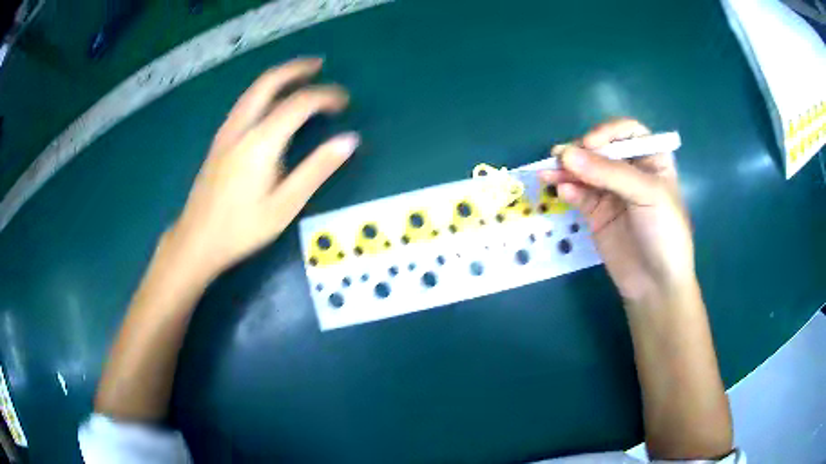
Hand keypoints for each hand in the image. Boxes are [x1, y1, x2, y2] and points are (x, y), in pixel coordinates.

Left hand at [167, 58, 359, 280]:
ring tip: (300, 76)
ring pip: (253, 90)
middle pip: (269, 83)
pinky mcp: (219, 141)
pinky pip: (245, 103)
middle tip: (319, 65)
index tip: (344, 102)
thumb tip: (349, 140)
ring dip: (279, 77)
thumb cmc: (242, 229)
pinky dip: (264, 91)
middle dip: (296, 69)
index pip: (299, 104)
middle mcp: (241, 128)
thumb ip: (317, 169)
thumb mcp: (285, 205)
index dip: (325, 96)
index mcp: (260, 142)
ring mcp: (226, 132)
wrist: (196, 240)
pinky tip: (271, 102)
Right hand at [541, 118, 694, 303]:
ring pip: (585, 171)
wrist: (656, 284)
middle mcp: (631, 171)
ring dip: (566, 169)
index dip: (608, 132)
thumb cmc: (664, 232)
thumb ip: (609, 173)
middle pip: (601, 149)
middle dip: (581, 151)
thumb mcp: (647, 195)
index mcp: (652, 160)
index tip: (590, 144)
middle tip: (560, 157)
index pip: (627, 132)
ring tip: (547, 172)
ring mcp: (612, 193)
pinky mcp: (596, 213)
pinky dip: (567, 190)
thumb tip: (565, 154)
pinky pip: (579, 194)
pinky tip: (560, 191)